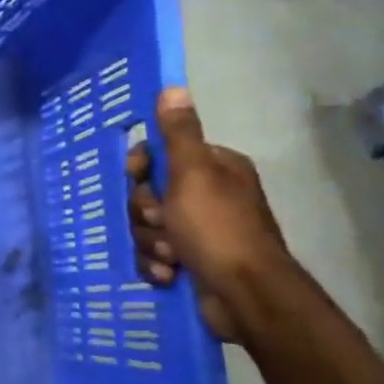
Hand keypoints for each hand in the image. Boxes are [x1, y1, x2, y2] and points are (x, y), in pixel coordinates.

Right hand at [126, 87, 287, 341]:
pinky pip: (154, 255)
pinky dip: (157, 265)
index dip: (142, 169)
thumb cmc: (217, 228)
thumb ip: (179, 133)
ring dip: (150, 242)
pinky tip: (169, 274)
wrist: (245, 296)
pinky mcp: (193, 261)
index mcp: (214, 168)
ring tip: (170, 257)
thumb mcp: (193, 174)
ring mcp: (201, 230)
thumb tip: (173, 87)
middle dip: (146, 213)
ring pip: (147, 226)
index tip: (138, 178)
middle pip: (148, 193)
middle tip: (160, 224)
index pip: (160, 154)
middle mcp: (209, 195)